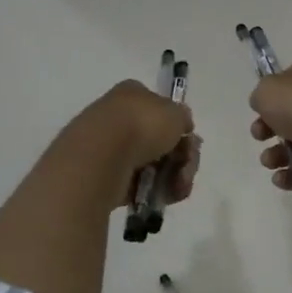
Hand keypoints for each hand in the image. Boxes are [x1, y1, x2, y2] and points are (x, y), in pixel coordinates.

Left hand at [68, 79, 200, 211]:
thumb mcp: (175, 113)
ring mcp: (109, 148)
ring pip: (151, 165)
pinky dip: (152, 191)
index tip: (190, 142)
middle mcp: (118, 117)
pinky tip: (161, 197)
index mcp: (132, 95)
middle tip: (187, 170)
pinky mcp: (104, 176)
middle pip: (159, 141)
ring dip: (172, 178)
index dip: (179, 128)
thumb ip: (182, 118)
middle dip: (181, 159)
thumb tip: (181, 126)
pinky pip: (136, 184)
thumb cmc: (141, 125)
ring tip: (176, 189)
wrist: (101, 157)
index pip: (161, 109)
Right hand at [249, 54, 291, 188]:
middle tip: (261, 138)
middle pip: (290, 116)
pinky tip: (284, 179)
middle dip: (269, 132)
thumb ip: (261, 96)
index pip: (286, 83)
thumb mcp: (267, 90)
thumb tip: (267, 107)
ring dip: (278, 156)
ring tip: (272, 163)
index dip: (269, 100)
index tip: (258, 114)